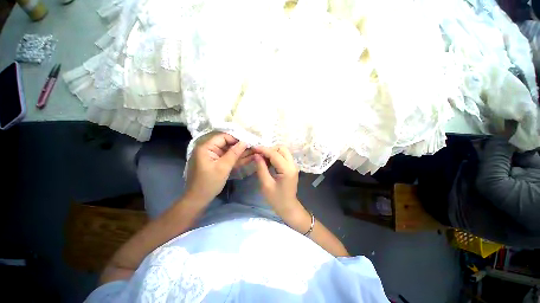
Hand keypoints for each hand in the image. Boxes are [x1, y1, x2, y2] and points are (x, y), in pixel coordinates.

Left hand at [185, 132, 250, 203]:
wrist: (198, 199)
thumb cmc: (209, 183)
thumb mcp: (223, 167)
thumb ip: (234, 153)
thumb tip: (245, 142)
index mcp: (206, 147)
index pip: (223, 137)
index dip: (236, 139)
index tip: (248, 142)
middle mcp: (208, 149)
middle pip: (226, 144)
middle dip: (240, 147)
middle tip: (253, 148)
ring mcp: (212, 156)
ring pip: (228, 151)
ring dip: (240, 153)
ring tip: (254, 152)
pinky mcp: (215, 162)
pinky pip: (227, 158)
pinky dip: (236, 159)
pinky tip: (248, 158)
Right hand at [253, 146, 301, 216]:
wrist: (288, 207)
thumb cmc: (276, 199)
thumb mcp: (266, 184)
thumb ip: (261, 168)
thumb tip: (256, 155)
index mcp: (287, 170)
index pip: (275, 154)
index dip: (263, 149)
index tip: (253, 148)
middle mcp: (292, 165)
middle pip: (282, 148)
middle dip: (269, 149)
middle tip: (259, 155)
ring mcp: (293, 165)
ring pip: (283, 151)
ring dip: (272, 152)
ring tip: (262, 159)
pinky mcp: (292, 167)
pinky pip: (283, 156)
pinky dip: (275, 156)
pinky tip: (268, 162)